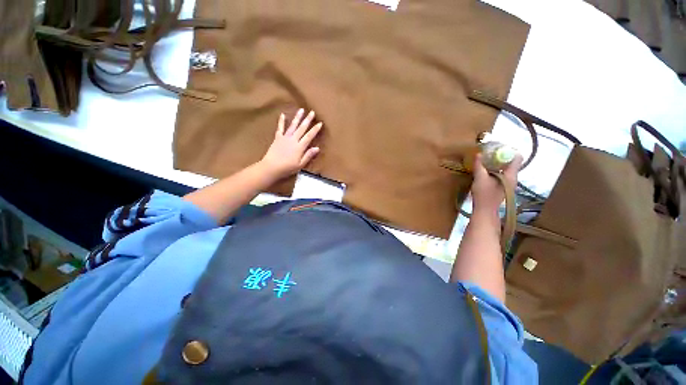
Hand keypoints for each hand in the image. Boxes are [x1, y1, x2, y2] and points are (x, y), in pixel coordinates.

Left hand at [259, 109, 322, 179]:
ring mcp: (285, 137)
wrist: (271, 167)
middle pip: (302, 128)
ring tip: (301, 110)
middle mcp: (293, 140)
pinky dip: (281, 121)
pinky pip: (280, 128)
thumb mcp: (300, 164)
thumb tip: (317, 148)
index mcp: (300, 147)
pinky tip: (283, 115)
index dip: (315, 129)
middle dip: (308, 120)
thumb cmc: (287, 168)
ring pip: (293, 125)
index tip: (320, 123)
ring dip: (297, 117)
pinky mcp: (277, 138)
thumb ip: (308, 155)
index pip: (309, 136)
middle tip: (312, 112)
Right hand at [471, 153, 522, 214]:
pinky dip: (495, 170)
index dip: (509, 151)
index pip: (517, 158)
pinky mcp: (502, 187)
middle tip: (490, 153)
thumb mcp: (480, 178)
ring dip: (497, 164)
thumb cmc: (484, 194)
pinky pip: (501, 174)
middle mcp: (512, 178)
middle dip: (501, 156)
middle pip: (511, 163)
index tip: (498, 148)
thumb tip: (478, 154)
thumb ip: (479, 166)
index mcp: (511, 175)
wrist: (484, 210)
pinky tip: (486, 171)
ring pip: (505, 169)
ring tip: (486, 161)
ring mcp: (507, 184)